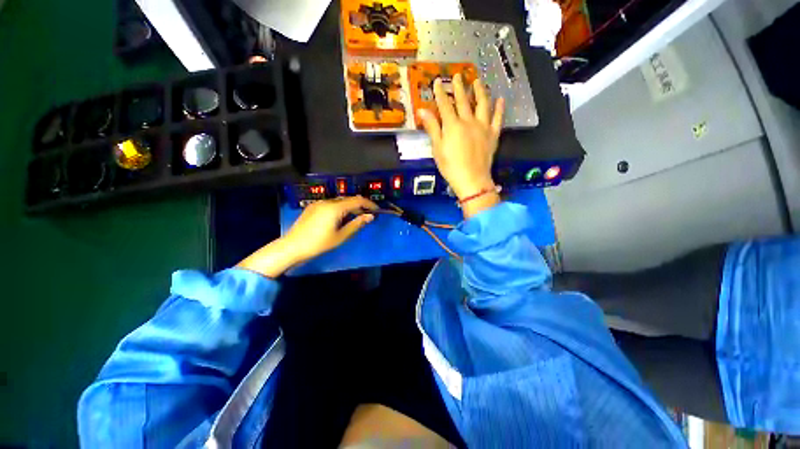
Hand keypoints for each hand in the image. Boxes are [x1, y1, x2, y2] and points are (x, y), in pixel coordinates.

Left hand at [237, 196, 377, 277]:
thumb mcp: (340, 237)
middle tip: (366, 216)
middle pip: (347, 199)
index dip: (369, 204)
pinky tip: (338, 220)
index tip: (377, 210)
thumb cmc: (318, 244)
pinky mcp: (311, 208)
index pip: (357, 200)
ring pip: (337, 202)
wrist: (293, 246)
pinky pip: (329, 205)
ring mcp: (317, 204)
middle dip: (358, 206)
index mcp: (335, 207)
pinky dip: (337, 209)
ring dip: (347, 207)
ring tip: (353, 219)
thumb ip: (356, 225)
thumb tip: (370, 217)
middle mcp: (327, 201)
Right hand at [418, 74, 504, 216]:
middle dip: (459, 87)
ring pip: (482, 104)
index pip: (444, 104)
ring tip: (478, 82)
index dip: (440, 91)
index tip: (437, 81)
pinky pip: (498, 118)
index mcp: (452, 124)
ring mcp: (483, 126)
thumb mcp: (437, 147)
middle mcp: (468, 121)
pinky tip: (500, 99)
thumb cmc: (451, 166)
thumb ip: (432, 127)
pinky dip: (499, 108)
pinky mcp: (493, 134)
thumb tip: (422, 110)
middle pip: (463, 100)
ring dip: (480, 91)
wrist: (473, 180)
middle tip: (458, 75)